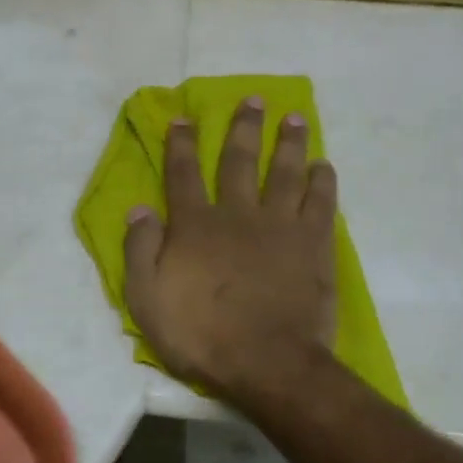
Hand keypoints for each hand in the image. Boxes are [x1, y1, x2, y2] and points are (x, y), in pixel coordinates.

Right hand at [122, 98, 338, 400]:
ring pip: (285, 173)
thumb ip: (140, 249)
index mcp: (196, 225)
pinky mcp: (313, 245)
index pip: (184, 174)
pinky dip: (322, 182)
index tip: (183, 118)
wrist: (267, 363)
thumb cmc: (200, 335)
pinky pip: (320, 204)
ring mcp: (280, 226)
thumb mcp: (147, 299)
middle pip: (240, 161)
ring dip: (289, 143)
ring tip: (295, 118)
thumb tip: (139, 207)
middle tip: (255, 99)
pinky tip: (323, 166)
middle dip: (244, 127)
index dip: (181, 144)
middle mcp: (238, 214)